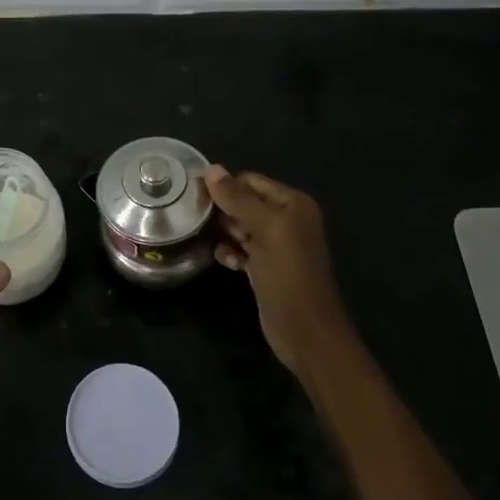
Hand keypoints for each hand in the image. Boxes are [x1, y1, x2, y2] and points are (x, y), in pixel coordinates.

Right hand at [202, 165, 353, 376]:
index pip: (251, 181)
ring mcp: (275, 245)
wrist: (305, 330)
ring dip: (224, 232)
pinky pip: (241, 249)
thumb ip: (238, 199)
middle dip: (223, 210)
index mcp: (292, 204)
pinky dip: (231, 252)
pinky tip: (226, 262)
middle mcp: (286, 219)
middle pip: (244, 202)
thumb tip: (211, 168)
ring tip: (209, 239)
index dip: (224, 186)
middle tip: (198, 219)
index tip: (195, 196)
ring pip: (240, 226)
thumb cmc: (288, 274)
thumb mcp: (264, 230)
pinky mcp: (265, 267)